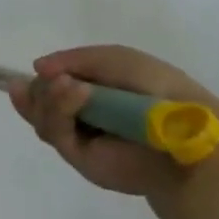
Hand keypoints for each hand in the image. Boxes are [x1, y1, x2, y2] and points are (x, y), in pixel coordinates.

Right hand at [9, 44, 218, 197]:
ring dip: (47, 96)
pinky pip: (55, 132)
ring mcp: (81, 138)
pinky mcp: (80, 159)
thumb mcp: (112, 59)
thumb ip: (73, 59)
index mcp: (93, 91)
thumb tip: (36, 68)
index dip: (41, 78)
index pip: (51, 85)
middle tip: (51, 80)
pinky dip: (58, 108)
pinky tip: (73, 91)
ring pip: (41, 117)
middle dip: (38, 90)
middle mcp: (83, 116)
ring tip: (66, 85)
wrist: (182, 130)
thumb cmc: (154, 87)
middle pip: (39, 102)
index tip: (38, 69)